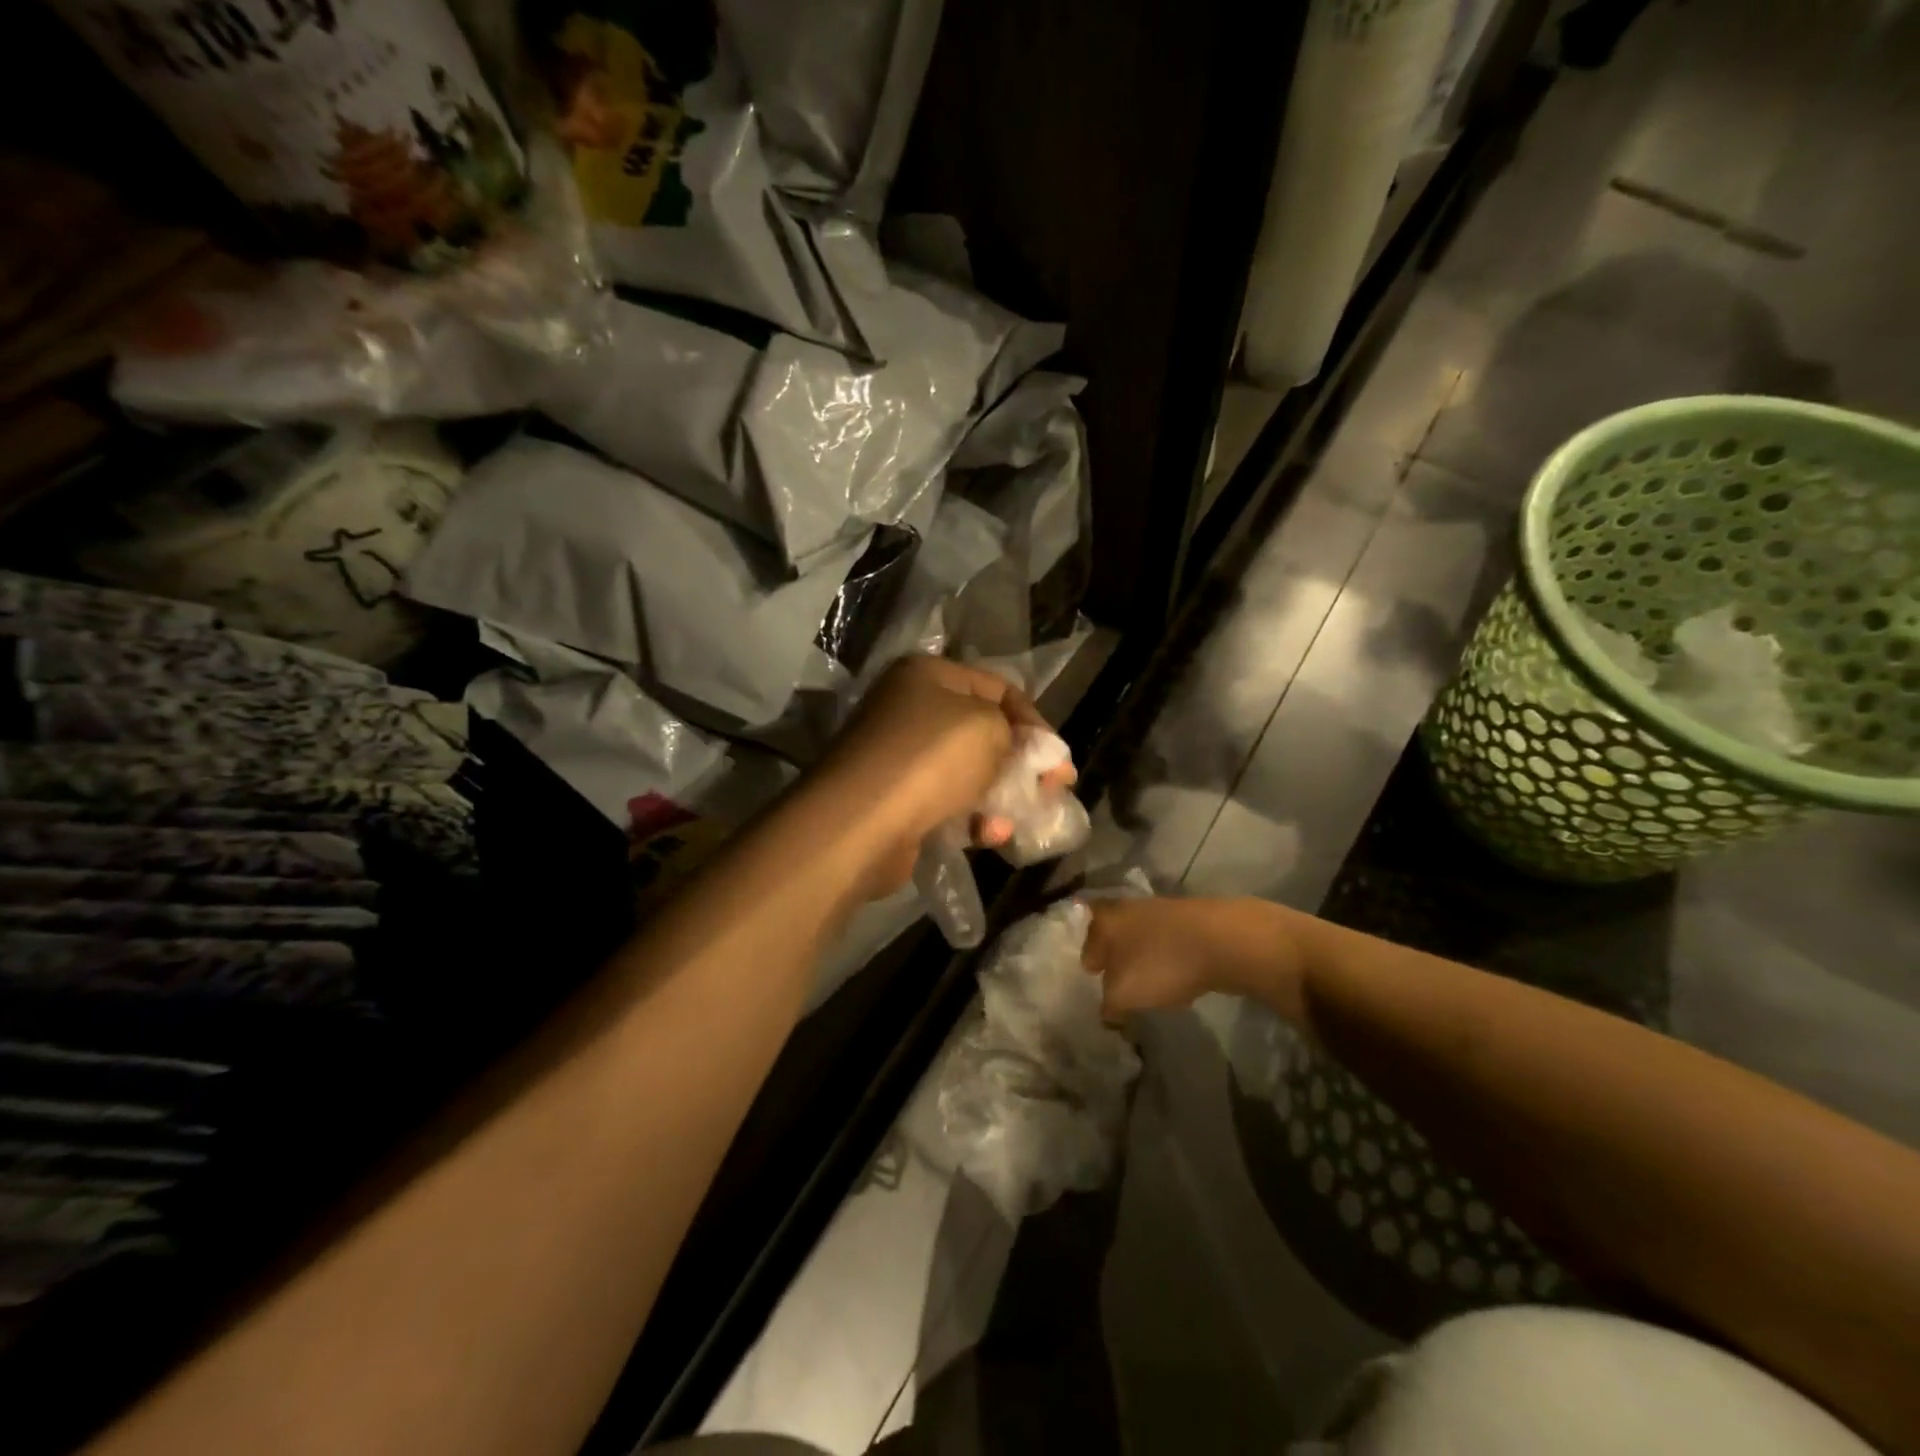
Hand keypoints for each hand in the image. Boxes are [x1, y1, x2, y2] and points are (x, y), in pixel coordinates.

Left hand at [811, 655, 1068, 896]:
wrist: (861, 823)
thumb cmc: (931, 759)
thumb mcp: (989, 727)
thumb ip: (1019, 733)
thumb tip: (1034, 752)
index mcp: (928, 675)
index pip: (999, 688)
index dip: (1034, 721)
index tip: (1058, 758)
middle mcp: (910, 710)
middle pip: (984, 733)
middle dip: (1022, 764)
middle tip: (1053, 790)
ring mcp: (900, 758)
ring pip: (968, 774)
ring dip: (1000, 797)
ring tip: (1019, 820)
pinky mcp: (896, 802)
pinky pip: (947, 805)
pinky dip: (972, 820)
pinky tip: (989, 836)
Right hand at [1081, 897, 1305, 1023]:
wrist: (1223, 940)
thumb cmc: (1161, 963)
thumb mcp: (1123, 994)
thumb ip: (1108, 1005)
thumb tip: (1108, 1013)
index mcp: (1104, 921)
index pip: (1085, 944)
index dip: (1090, 967)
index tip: (1096, 986)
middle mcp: (1126, 909)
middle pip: (1114, 938)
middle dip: (1116, 961)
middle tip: (1119, 987)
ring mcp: (1159, 910)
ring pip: (1141, 939)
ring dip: (1142, 960)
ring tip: (1150, 987)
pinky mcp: (1188, 918)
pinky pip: (1168, 943)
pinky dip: (1168, 959)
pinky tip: (1179, 979)